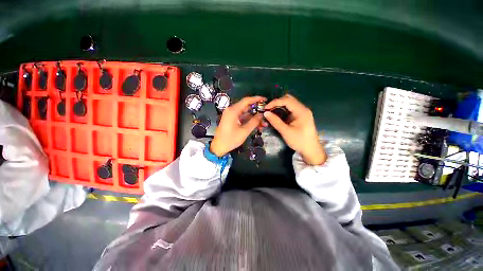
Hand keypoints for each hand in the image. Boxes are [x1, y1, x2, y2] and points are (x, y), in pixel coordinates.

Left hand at [210, 96, 265, 156]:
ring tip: (263, 123)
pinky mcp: (232, 120)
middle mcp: (231, 110)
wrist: (218, 147)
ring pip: (245, 113)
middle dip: (257, 111)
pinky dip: (249, 121)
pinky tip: (257, 126)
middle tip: (266, 114)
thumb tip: (261, 114)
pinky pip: (242, 117)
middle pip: (247, 107)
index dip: (257, 99)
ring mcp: (231, 115)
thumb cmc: (230, 139)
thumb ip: (254, 121)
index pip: (246, 100)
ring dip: (254, 117)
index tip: (265, 100)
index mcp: (233, 111)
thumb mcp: (244, 131)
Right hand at [264, 94, 325, 164]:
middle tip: (268, 109)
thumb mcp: (286, 132)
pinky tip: (277, 115)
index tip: (266, 108)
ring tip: (270, 112)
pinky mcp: (300, 116)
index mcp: (301, 111)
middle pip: (288, 99)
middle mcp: (303, 109)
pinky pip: (290, 109)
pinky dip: (282, 110)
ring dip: (279, 106)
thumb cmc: (299, 141)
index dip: (275, 102)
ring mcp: (302, 112)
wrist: (311, 150)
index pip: (287, 100)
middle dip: (277, 103)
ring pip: (289, 103)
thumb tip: (265, 113)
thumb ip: (275, 121)